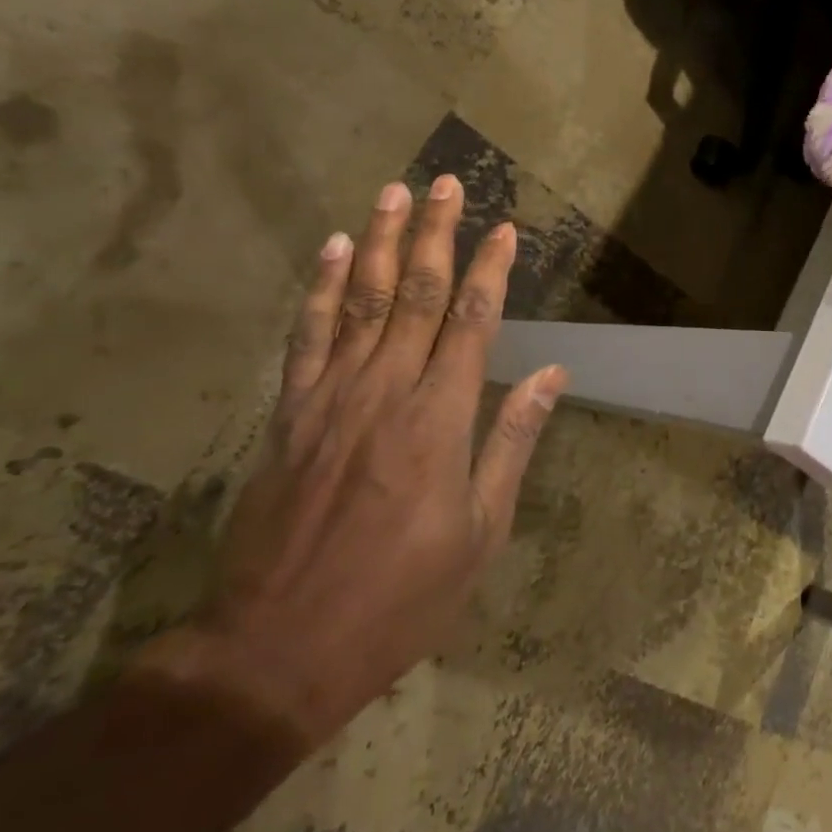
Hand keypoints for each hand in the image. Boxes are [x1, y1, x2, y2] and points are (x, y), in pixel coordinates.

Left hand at [151, 178, 565, 745]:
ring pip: (362, 300)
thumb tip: (552, 375)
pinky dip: (322, 288)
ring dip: (381, 242)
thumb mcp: (481, 531)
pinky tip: (335, 250)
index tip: (506, 228)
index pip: (474, 322)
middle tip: (445, 184)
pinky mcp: (290, 413)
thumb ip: (512, 442)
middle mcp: (387, 391)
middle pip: (418, 294)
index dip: (492, 270)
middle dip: (436, 234)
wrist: (280, 648)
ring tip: (392, 193)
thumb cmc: (402, 596)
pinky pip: (309, 335)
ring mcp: (331, 397)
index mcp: (441, 420)